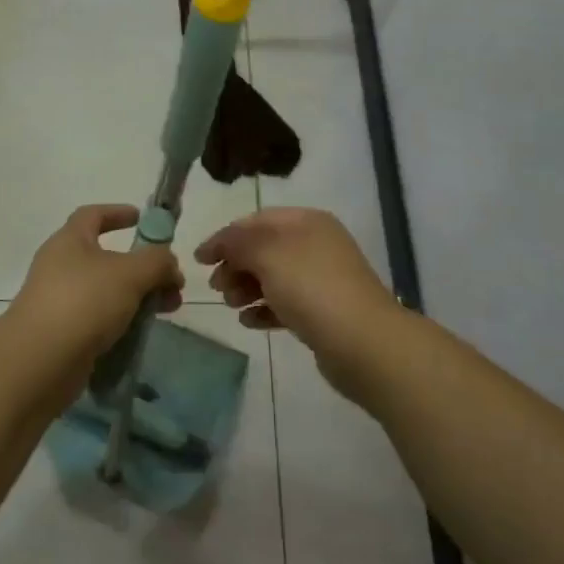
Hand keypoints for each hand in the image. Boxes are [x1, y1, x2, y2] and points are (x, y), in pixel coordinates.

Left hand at [9, 205, 182, 369]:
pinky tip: (140, 334)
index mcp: (70, 240)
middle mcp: (60, 266)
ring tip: (166, 310)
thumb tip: (169, 264)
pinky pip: (98, 319)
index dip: (118, 212)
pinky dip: (121, 322)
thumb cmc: (84, 302)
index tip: (141, 219)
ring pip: (106, 291)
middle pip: (106, 257)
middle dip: (143, 267)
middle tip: (171, 282)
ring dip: (138, 296)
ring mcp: (59, 301)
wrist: (39, 362)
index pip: (93, 215)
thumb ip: (157, 261)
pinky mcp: (62, 333)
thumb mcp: (130, 273)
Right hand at [195, 208, 401, 402]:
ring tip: (231, 306)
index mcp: (306, 222)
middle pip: (264, 249)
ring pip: (273, 277)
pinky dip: (264, 309)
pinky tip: (248, 322)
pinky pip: (285, 303)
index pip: (256, 221)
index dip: (225, 237)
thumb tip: (219, 244)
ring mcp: (321, 279)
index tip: (199, 260)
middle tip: (217, 287)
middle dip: (235, 265)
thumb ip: (237, 243)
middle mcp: (315, 244)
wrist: (363, 342)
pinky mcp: (323, 312)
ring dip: (246, 288)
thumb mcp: (267, 254)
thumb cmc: (311, 287)